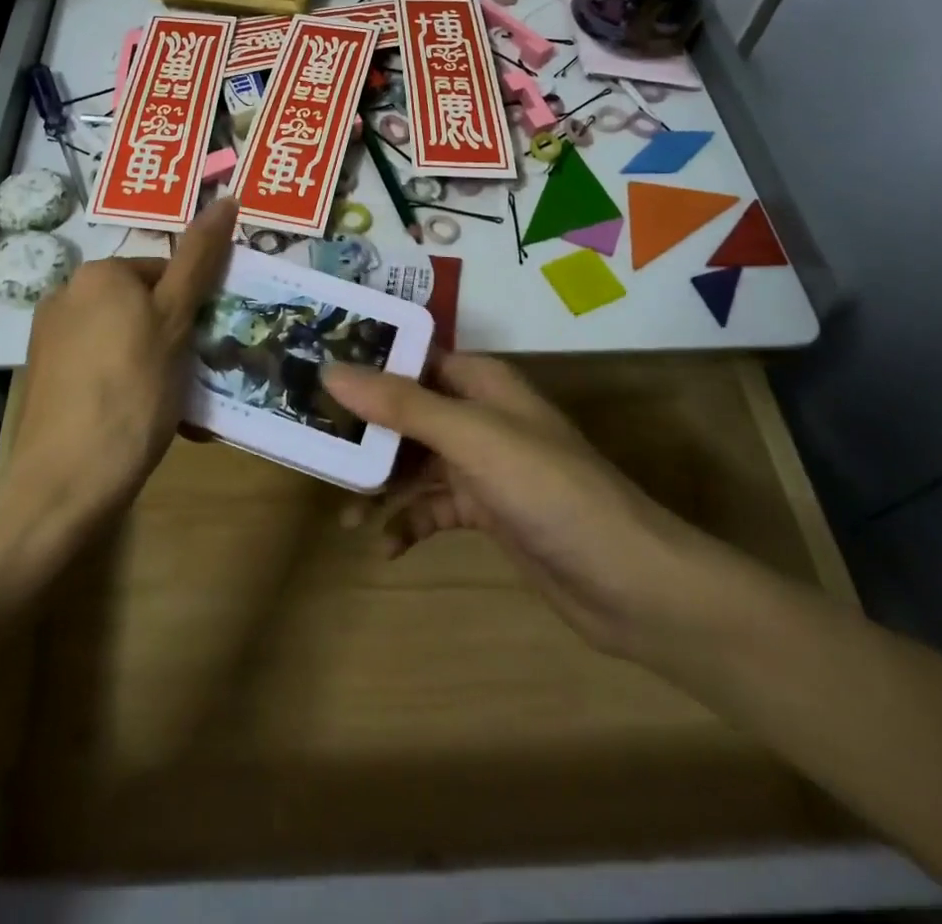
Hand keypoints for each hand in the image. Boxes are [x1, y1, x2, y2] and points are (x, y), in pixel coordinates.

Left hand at [2, 197, 236, 524]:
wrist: (66, 481)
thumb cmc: (133, 391)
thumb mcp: (175, 320)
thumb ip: (200, 259)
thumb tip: (226, 198)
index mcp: (99, 273)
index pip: (166, 270)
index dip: (195, 306)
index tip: (208, 343)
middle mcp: (66, 294)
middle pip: (144, 304)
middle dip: (174, 336)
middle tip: (194, 376)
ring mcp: (50, 339)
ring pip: (125, 338)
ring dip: (155, 362)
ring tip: (173, 405)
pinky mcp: (45, 378)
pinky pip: (101, 367)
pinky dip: (126, 383)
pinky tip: (138, 418)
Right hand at [322, 351, 705, 658]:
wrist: (629, 584)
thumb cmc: (549, 490)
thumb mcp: (471, 439)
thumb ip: (402, 404)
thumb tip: (331, 369)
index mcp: (482, 382)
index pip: (413, 357)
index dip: (366, 361)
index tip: (312, 371)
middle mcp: (479, 415)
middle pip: (407, 411)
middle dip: (364, 429)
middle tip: (312, 445)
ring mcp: (483, 466)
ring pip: (415, 462)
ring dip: (381, 484)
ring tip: (343, 511)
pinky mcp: (486, 512)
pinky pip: (433, 509)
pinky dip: (408, 524)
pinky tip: (385, 548)